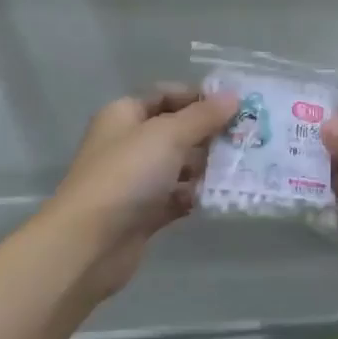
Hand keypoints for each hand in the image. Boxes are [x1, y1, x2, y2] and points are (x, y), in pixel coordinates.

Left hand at [45, 86, 239, 302]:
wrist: (90, 243)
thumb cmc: (127, 175)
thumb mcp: (168, 135)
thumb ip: (202, 117)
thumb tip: (232, 95)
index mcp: (124, 115)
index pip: (165, 96)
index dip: (198, 98)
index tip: (236, 106)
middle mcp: (128, 144)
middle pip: (175, 131)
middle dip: (208, 134)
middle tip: (247, 138)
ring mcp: (135, 180)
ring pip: (178, 166)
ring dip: (206, 167)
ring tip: (242, 168)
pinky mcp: (143, 213)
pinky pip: (176, 197)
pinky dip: (195, 196)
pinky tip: (221, 197)